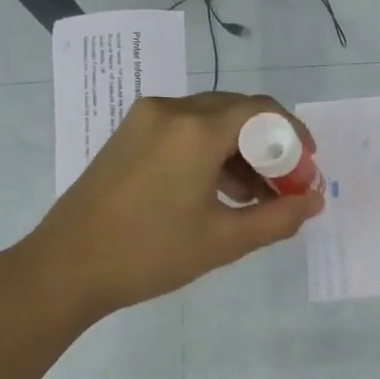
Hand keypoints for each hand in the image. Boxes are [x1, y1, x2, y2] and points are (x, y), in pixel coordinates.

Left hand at [27, 92, 323, 325]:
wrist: (64, 268)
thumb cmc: (149, 254)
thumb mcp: (224, 241)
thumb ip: (278, 218)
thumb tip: (314, 200)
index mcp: (195, 130)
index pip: (262, 111)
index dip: (294, 136)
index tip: (308, 169)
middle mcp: (170, 110)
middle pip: (237, 112)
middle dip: (269, 146)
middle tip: (285, 187)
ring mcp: (144, 120)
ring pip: (210, 121)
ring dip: (240, 151)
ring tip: (254, 198)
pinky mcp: (128, 135)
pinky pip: (184, 131)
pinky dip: (210, 153)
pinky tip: (219, 192)